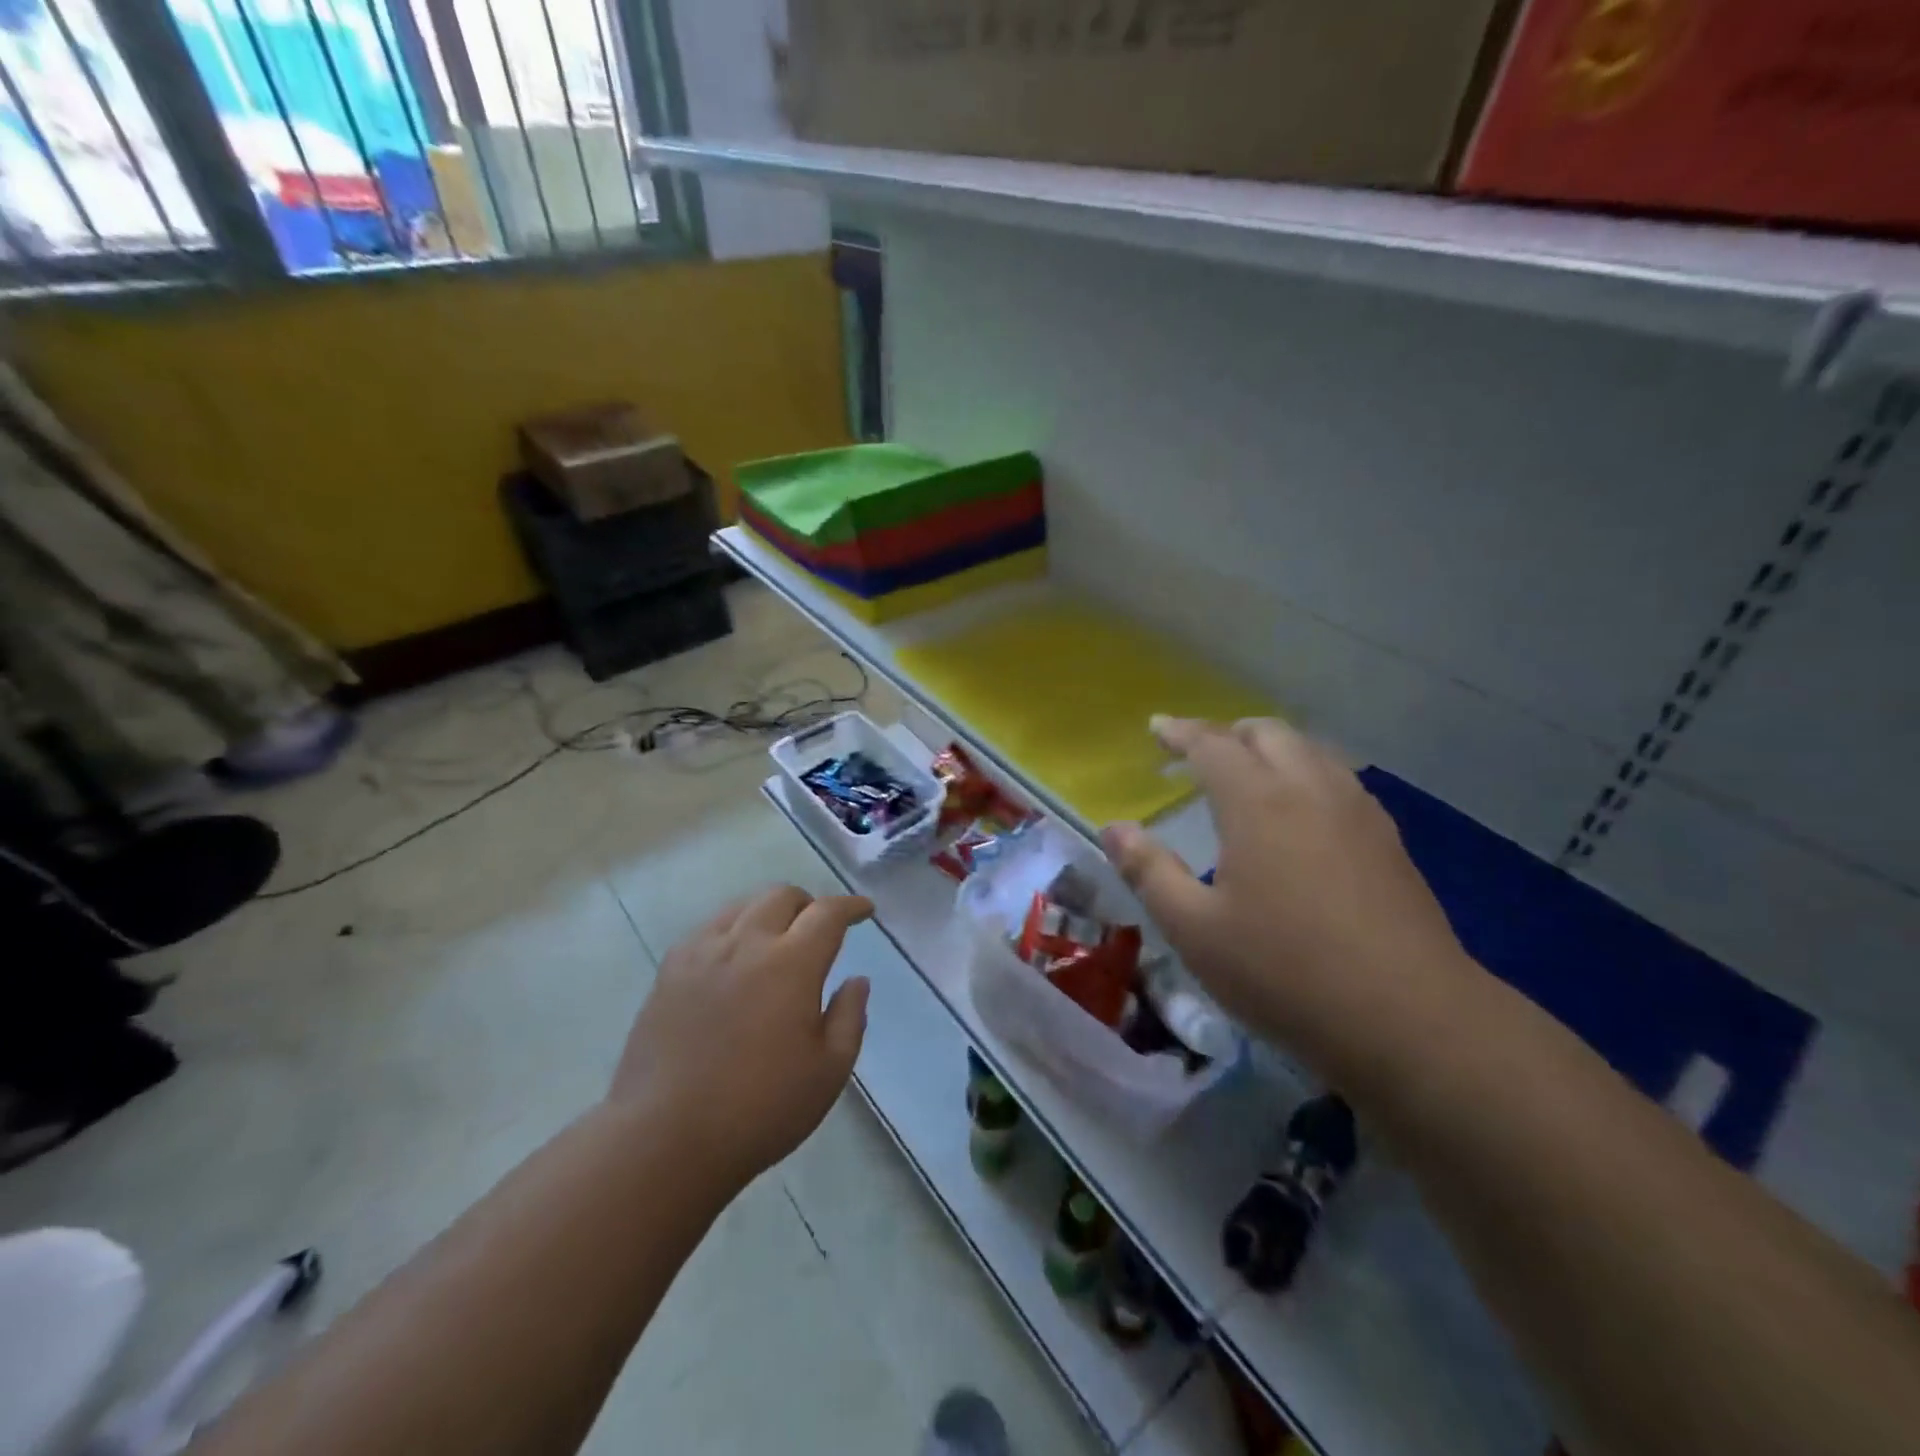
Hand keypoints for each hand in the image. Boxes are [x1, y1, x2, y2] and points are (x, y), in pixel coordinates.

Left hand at [609, 886, 873, 1187]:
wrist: (664, 1139)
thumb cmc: (759, 1110)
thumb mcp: (828, 1073)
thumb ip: (849, 1018)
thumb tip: (856, 980)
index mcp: (791, 964)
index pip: (827, 913)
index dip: (851, 906)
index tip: (864, 912)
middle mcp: (746, 943)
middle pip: (782, 896)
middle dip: (809, 905)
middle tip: (819, 931)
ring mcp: (702, 953)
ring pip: (743, 905)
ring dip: (770, 912)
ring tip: (777, 941)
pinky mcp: (670, 970)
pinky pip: (709, 928)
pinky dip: (733, 929)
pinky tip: (734, 960)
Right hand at [1101, 717, 1474, 1079]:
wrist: (1410, 1020)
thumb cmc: (1284, 973)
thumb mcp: (1195, 930)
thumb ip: (1149, 871)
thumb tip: (1114, 829)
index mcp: (1258, 802)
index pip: (1211, 745)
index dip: (1180, 732)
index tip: (1156, 727)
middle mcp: (1310, 789)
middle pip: (1268, 733)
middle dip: (1227, 733)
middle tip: (1198, 753)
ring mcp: (1358, 812)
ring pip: (1311, 751)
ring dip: (1271, 748)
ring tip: (1248, 774)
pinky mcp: (1389, 841)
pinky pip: (1339, 780)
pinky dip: (1306, 773)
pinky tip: (1302, 812)